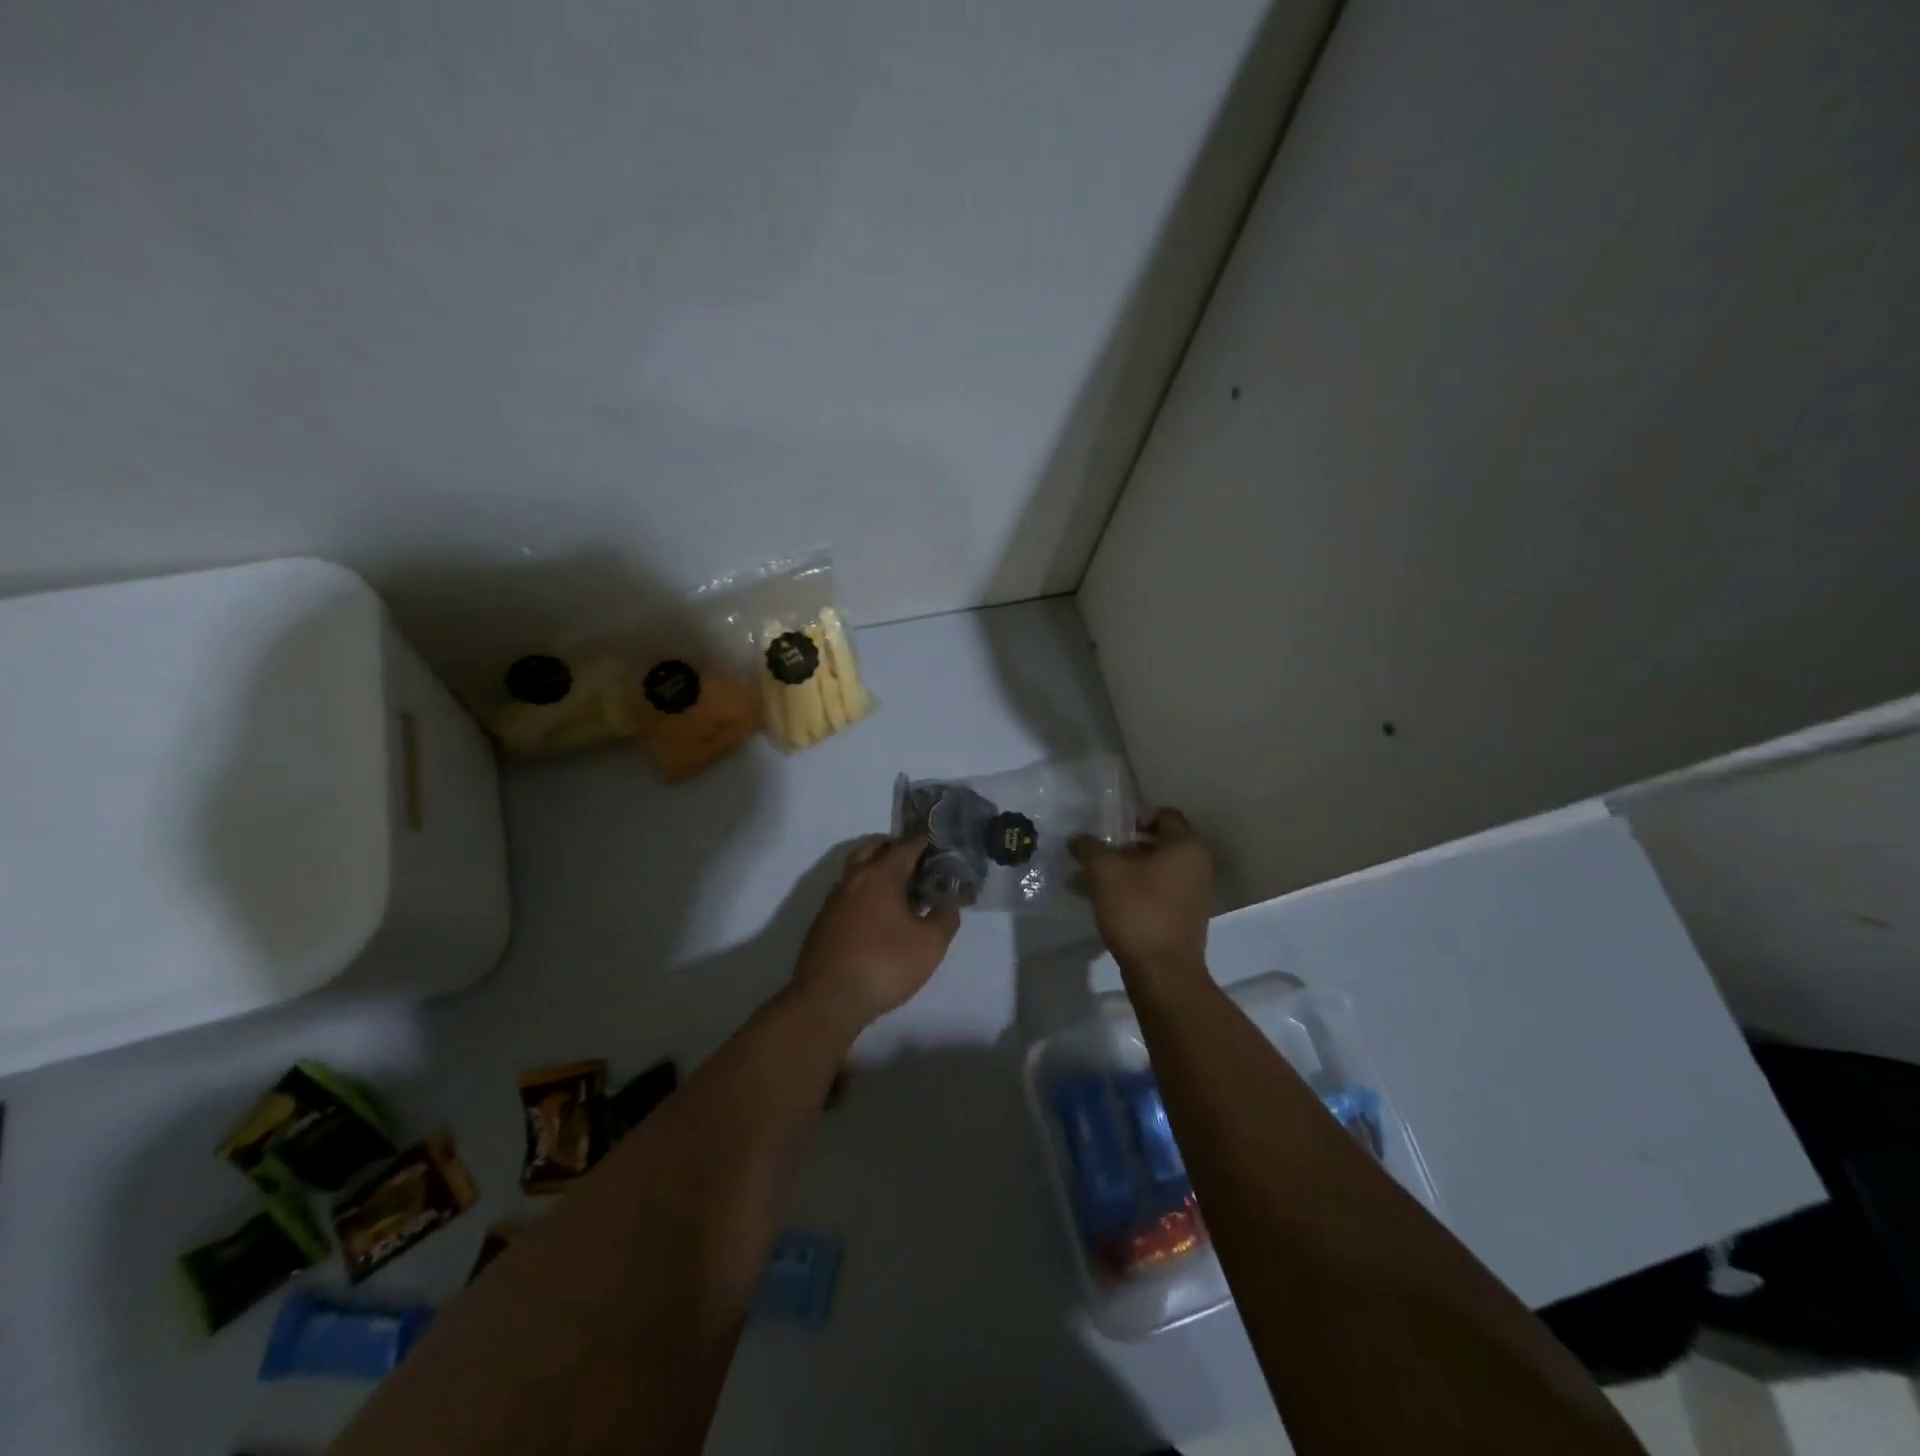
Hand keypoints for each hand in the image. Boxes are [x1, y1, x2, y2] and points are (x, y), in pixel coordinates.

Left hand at [792, 836, 959, 1030]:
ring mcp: (834, 900)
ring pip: (856, 870)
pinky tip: (877, 915)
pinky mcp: (823, 922)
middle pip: (873, 848)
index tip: (939, 841)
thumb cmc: (884, 965)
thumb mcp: (930, 944)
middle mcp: (854, 879)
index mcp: (880, 876)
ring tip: (899, 888)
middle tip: (916, 858)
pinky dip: (864, 892)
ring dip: (876, 868)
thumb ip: (945, 917)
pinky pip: (848, 893)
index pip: (906, 846)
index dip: (925, 840)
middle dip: (894, 846)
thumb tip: (949, 902)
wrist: (827, 1000)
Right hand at [1071, 808, 1213, 988]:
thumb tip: (1077, 838)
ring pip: (1157, 870)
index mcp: (1186, 846)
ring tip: (1095, 881)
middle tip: (1100, 856)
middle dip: (1127, 847)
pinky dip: (1136, 891)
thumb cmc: (1138, 910)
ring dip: (1128, 871)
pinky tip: (1108, 903)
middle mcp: (1197, 866)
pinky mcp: (1185, 918)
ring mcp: (1194, 894)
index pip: (1165, 815)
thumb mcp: (1105, 872)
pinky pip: (1159, 892)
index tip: (1112, 832)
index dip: (1137, 817)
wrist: (1163, 972)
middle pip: (1160, 843)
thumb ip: (1089, 848)